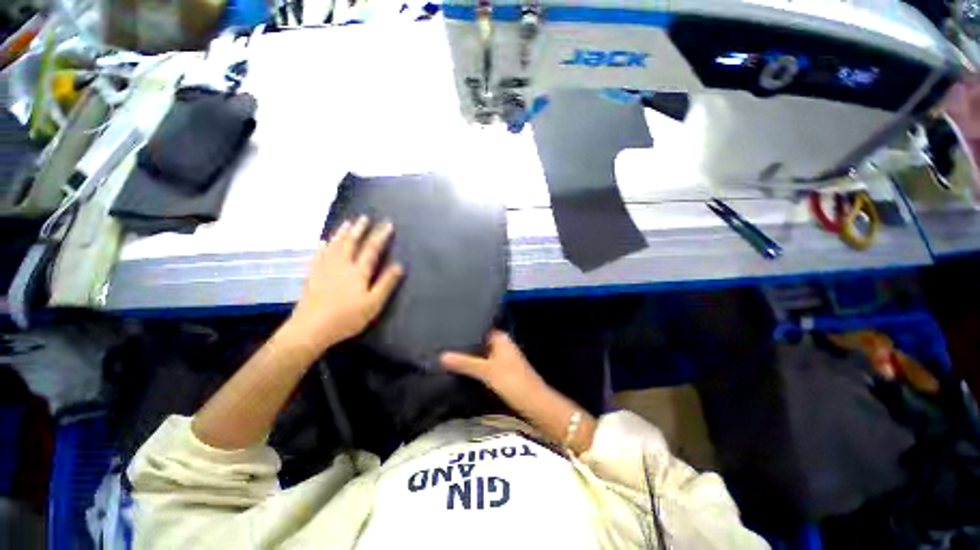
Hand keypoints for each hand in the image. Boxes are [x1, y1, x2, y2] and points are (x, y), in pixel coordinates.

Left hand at [286, 216, 403, 352]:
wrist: (311, 328)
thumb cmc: (347, 317)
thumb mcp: (373, 303)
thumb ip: (386, 283)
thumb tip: (399, 265)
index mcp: (358, 271)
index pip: (372, 249)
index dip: (380, 236)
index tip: (387, 224)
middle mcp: (341, 265)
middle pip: (351, 242)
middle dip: (360, 229)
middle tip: (365, 217)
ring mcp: (324, 268)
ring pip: (335, 245)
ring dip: (342, 232)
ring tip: (348, 222)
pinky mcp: (313, 275)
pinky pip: (319, 254)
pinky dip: (324, 245)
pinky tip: (324, 241)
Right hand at [441, 330, 543, 397]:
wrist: (534, 404)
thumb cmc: (513, 382)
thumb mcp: (487, 371)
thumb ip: (465, 363)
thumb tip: (442, 355)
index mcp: (501, 339)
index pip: (481, 329)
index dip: (466, 331)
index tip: (448, 331)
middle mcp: (502, 346)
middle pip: (479, 344)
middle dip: (465, 346)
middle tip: (443, 346)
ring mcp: (503, 360)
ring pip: (481, 356)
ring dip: (469, 359)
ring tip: (447, 357)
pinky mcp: (502, 374)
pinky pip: (485, 367)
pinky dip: (475, 369)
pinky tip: (462, 372)